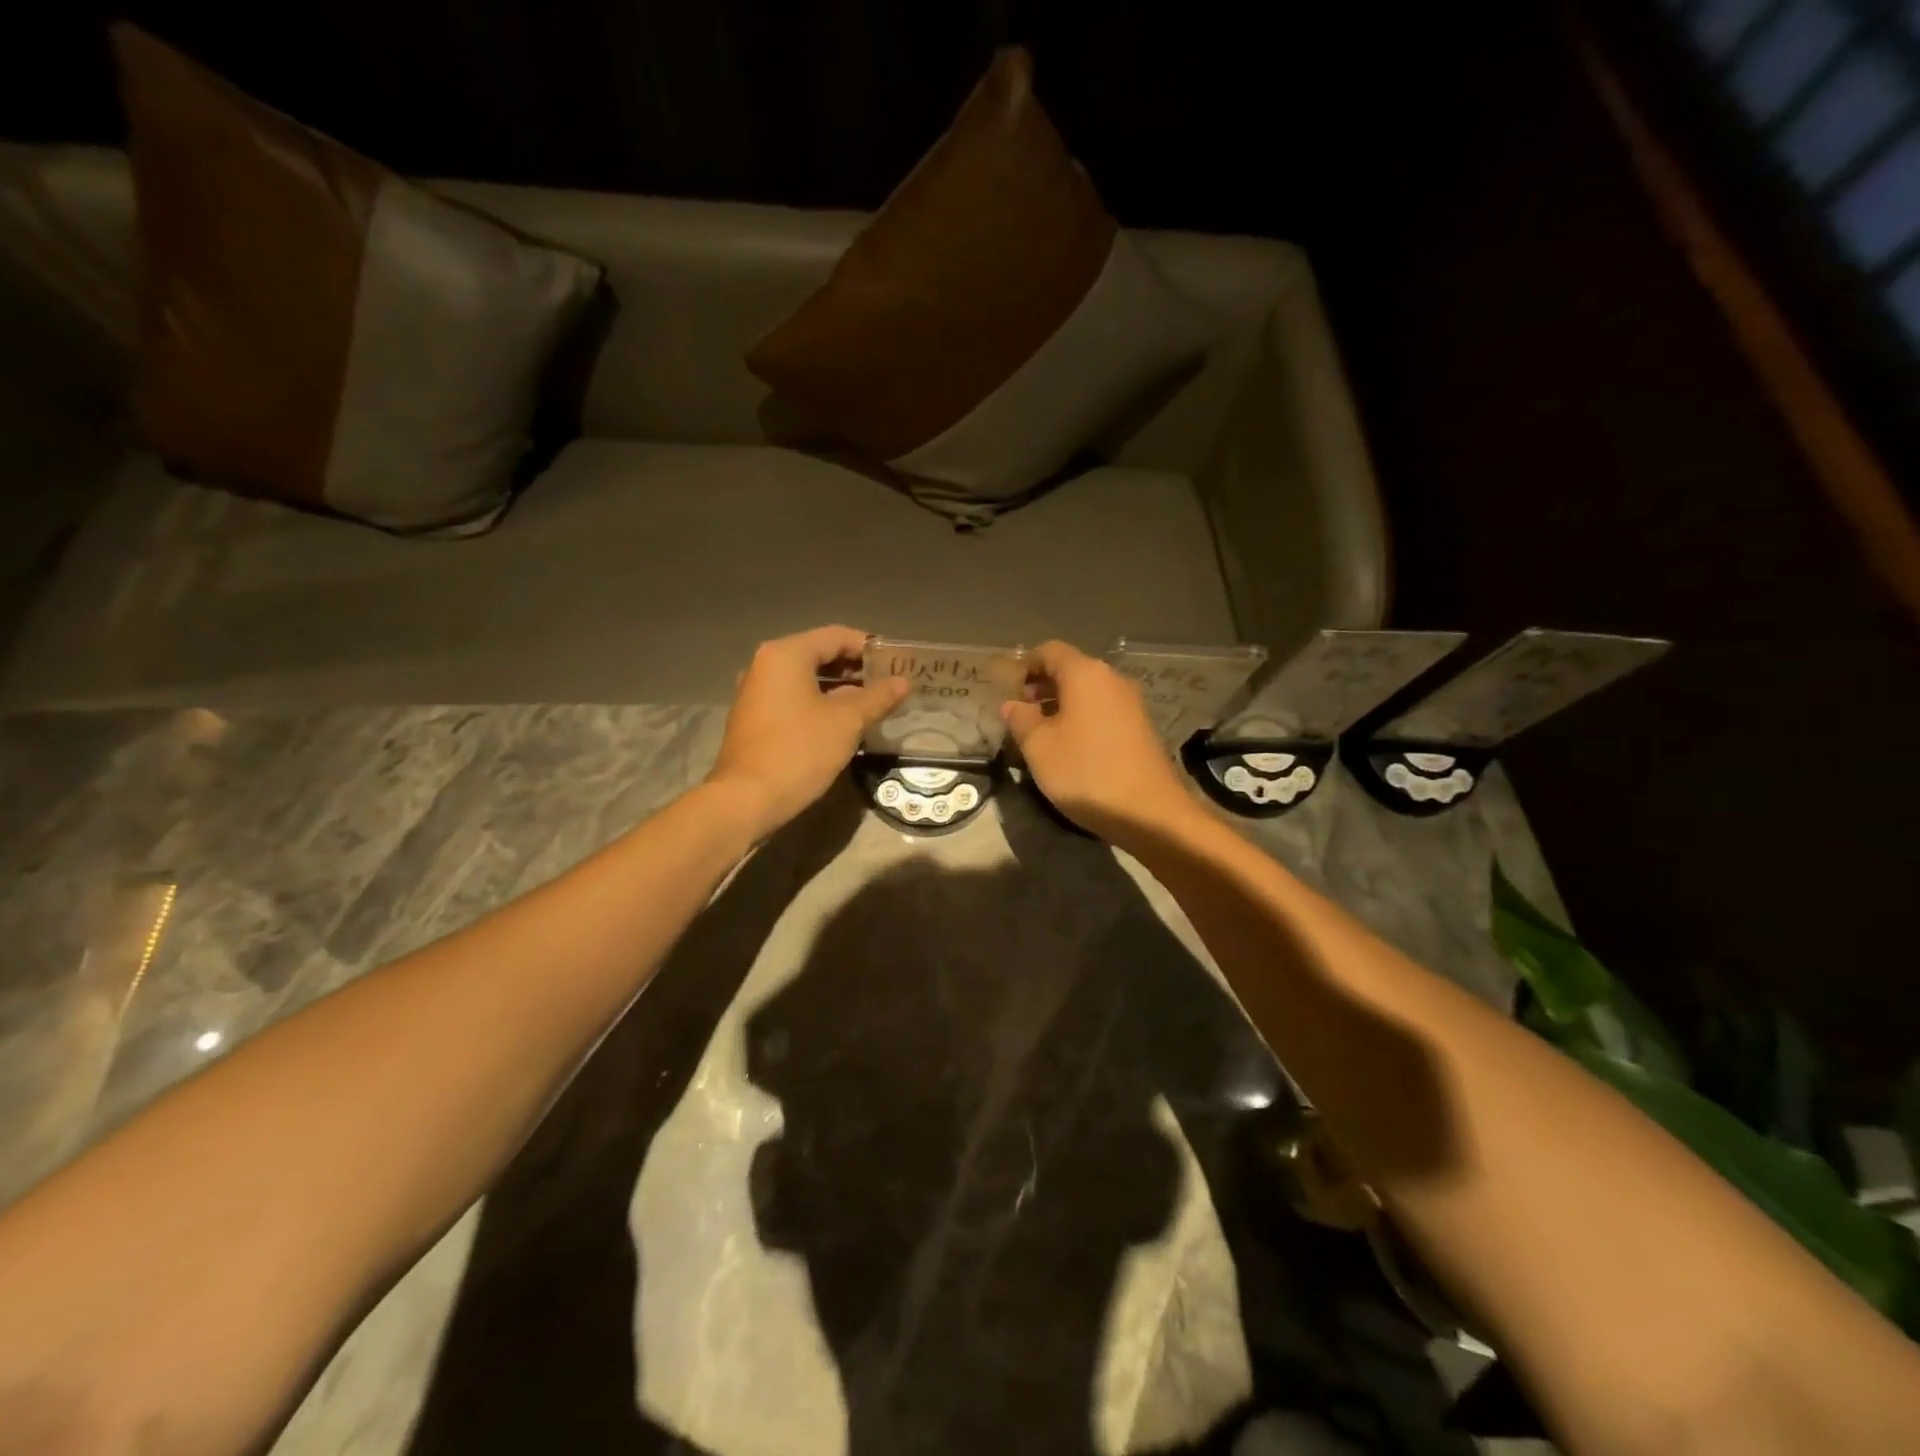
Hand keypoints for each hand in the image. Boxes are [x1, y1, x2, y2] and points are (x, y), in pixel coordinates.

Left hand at [706, 626, 907, 837]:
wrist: (746, 800)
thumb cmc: (800, 751)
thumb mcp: (847, 722)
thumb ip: (878, 697)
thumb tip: (902, 682)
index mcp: (786, 654)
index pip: (837, 636)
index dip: (870, 647)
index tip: (896, 664)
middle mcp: (766, 665)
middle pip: (820, 655)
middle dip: (856, 669)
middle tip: (889, 685)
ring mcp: (756, 692)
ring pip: (806, 680)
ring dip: (840, 689)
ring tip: (872, 705)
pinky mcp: (754, 718)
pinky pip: (793, 699)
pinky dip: (819, 703)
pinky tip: (842, 724)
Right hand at [1000, 640, 1196, 843]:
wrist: (1149, 812)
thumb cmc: (1086, 772)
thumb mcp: (1039, 747)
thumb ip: (1020, 719)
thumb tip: (1012, 704)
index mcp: (1086, 674)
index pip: (1050, 651)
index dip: (1025, 664)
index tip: (1009, 688)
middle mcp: (1112, 679)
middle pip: (1071, 669)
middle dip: (1043, 685)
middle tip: (1021, 712)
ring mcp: (1131, 703)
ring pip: (1088, 691)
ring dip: (1062, 704)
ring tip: (1041, 732)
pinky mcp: (1141, 726)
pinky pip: (1104, 710)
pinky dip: (1083, 717)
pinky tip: (1071, 745)